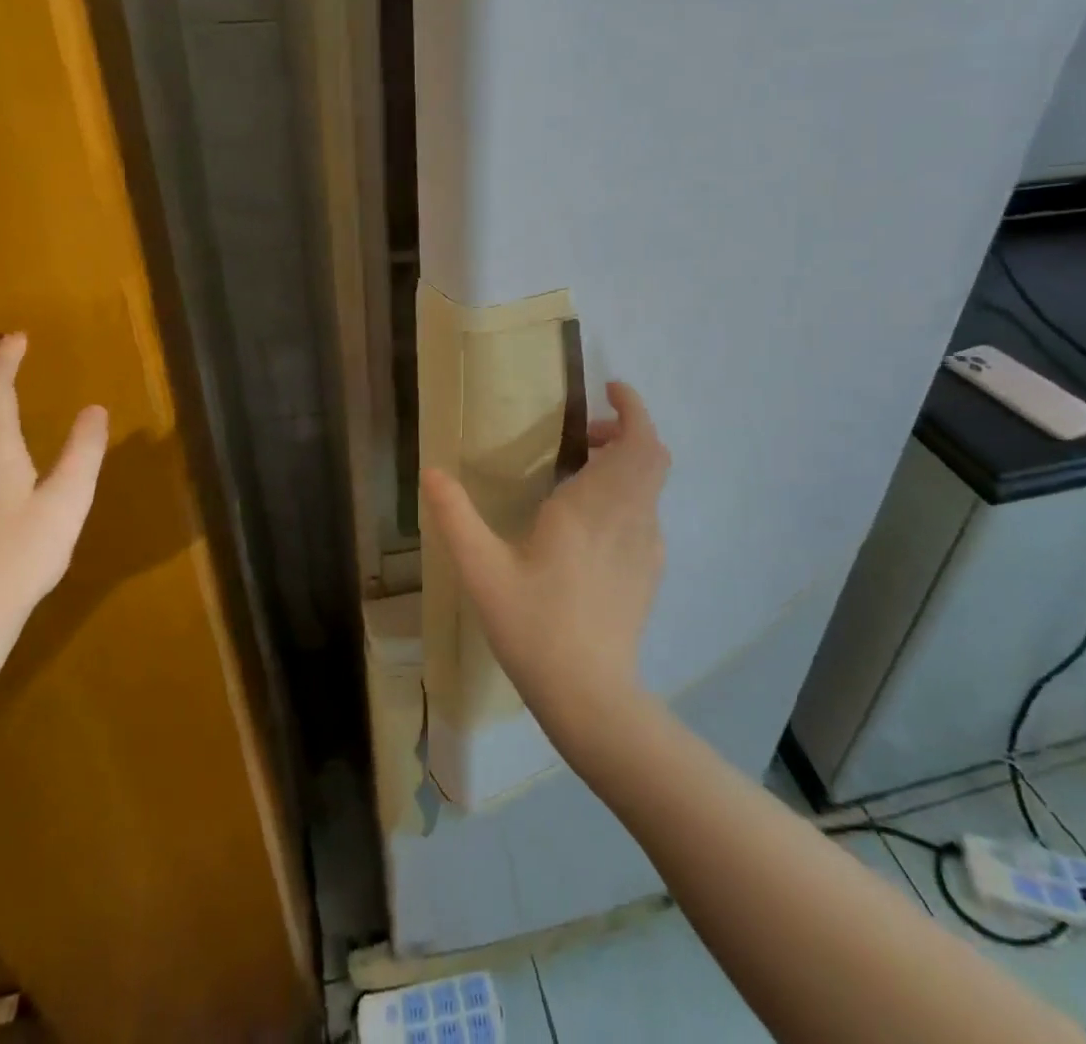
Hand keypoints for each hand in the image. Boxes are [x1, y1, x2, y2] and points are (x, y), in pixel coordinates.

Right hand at [421, 381, 670, 752]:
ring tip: (581, 472)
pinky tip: (591, 522)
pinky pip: (647, 514)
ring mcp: (647, 546)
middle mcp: (630, 517)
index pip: (638, 440)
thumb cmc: (534, 625)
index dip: (632, 407)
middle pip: (653, 455)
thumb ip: (455, 517)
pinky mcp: (650, 571)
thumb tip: (431, 471)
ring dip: (627, 463)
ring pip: (652, 485)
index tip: (610, 390)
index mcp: (595, 505)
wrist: (590, 695)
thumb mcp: (482, 570)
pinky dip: (628, 495)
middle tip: (585, 435)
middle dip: (628, 431)